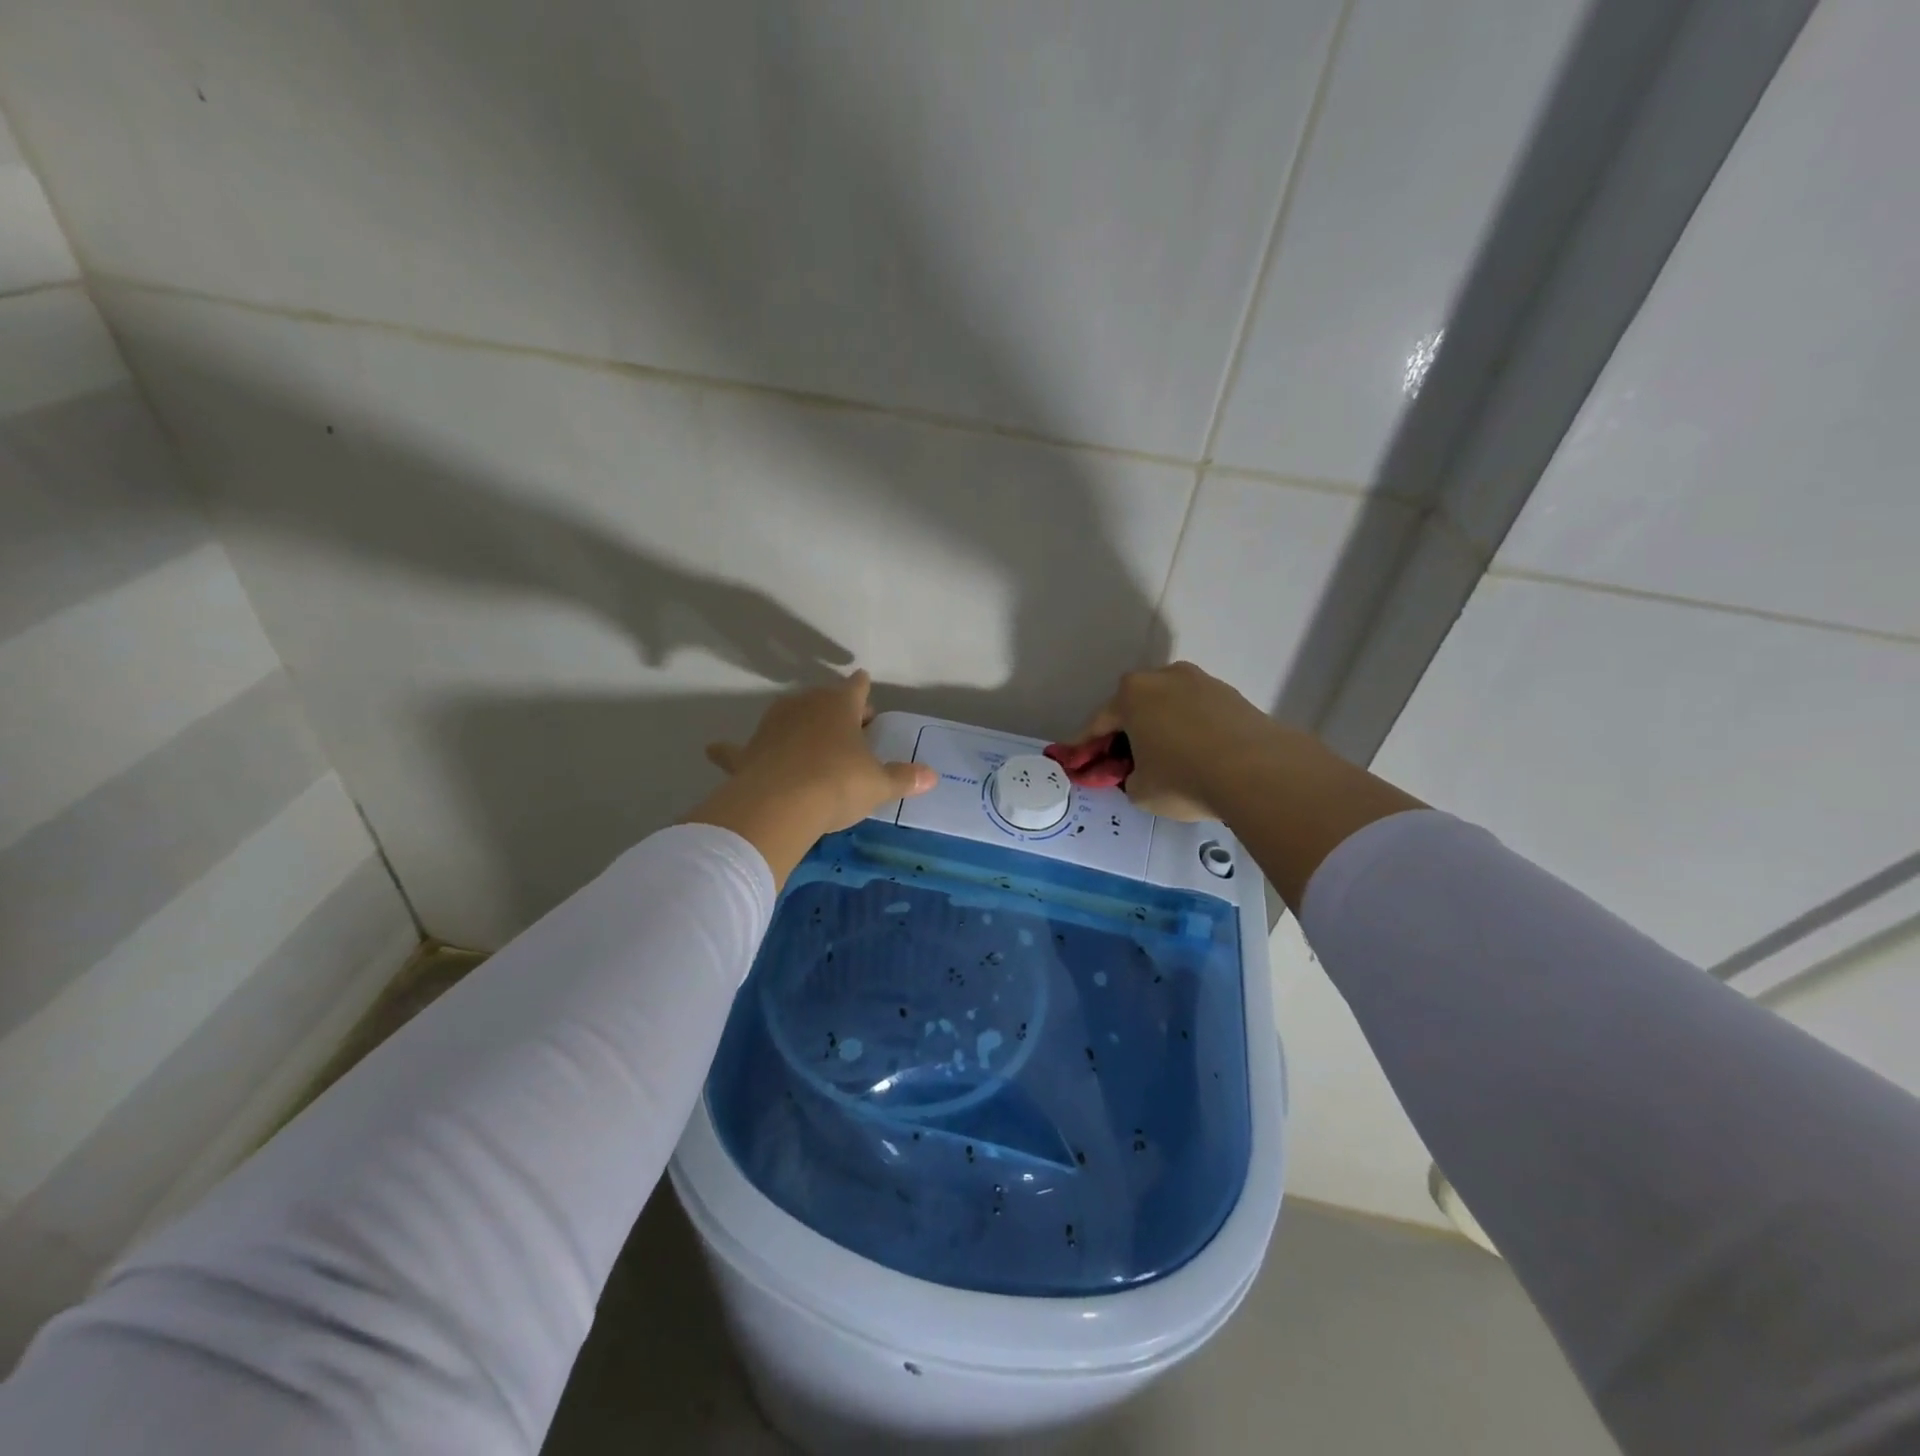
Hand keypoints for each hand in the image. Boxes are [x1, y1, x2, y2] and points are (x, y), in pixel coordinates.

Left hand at [688, 671, 935, 883]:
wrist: (780, 803)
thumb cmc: (838, 784)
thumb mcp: (878, 785)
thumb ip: (903, 778)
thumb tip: (933, 776)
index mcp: (840, 706)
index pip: (856, 688)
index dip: (863, 690)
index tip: (865, 688)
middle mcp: (804, 706)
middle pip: (822, 699)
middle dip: (835, 710)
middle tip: (849, 729)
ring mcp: (771, 725)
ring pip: (786, 717)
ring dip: (797, 725)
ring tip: (807, 741)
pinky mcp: (747, 751)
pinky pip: (737, 748)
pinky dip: (731, 750)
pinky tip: (718, 749)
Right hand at [1069, 662, 1423, 905]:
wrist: (1258, 770)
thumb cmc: (1183, 778)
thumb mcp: (1141, 790)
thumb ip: (1128, 778)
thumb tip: (1138, 773)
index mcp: (1131, 695)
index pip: (1098, 723)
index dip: (1084, 745)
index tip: (1075, 758)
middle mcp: (1163, 677)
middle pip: (1135, 707)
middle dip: (1126, 732)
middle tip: (1122, 760)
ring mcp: (1201, 682)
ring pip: (1168, 707)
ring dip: (1160, 728)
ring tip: (1165, 758)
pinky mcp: (1231, 695)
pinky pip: (1197, 713)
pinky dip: (1190, 730)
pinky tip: (1196, 754)